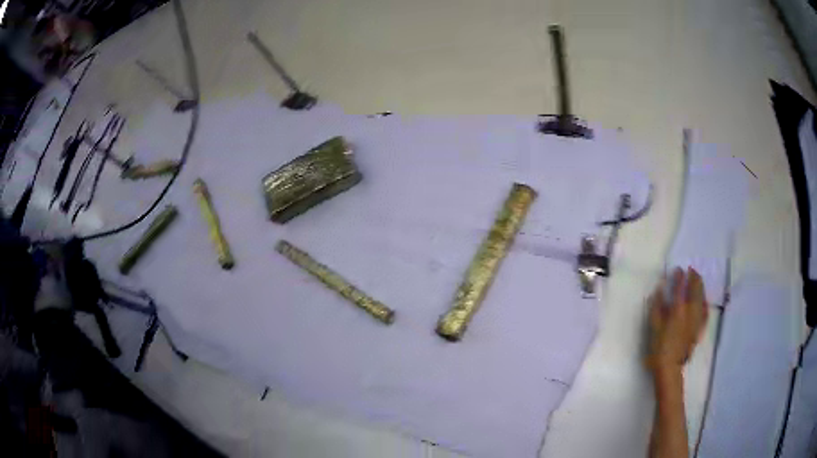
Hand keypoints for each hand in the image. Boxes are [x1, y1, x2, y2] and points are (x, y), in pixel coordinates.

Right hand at [646, 267, 708, 374]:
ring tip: (698, 279)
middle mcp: (690, 311)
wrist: (670, 367)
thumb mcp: (654, 326)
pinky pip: (705, 311)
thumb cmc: (659, 347)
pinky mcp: (699, 328)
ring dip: (700, 286)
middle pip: (695, 289)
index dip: (680, 276)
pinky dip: (704, 302)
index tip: (678, 269)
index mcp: (678, 309)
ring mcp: (697, 319)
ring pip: (702, 297)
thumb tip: (660, 289)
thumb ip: (657, 306)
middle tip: (691, 270)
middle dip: (694, 277)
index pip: (681, 287)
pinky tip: (704, 300)